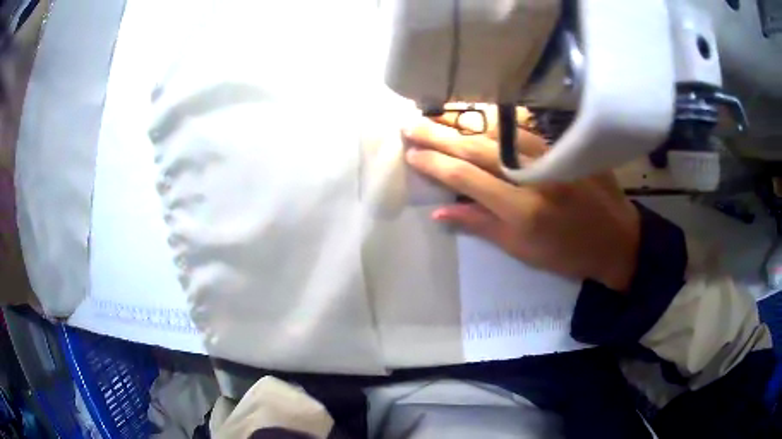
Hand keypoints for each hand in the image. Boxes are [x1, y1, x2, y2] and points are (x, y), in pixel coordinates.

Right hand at [403, 112, 640, 291]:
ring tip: (435, 115)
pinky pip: (524, 125)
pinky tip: (477, 115)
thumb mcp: (522, 249)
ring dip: (463, 122)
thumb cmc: (567, 253)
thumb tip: (440, 213)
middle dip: (439, 135)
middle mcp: (535, 174)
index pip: (466, 178)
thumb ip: (481, 225)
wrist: (616, 239)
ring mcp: (552, 153)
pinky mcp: (565, 143)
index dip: (435, 165)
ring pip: (498, 130)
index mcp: (522, 208)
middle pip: (477, 148)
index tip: (411, 154)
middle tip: (410, 125)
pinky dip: (496, 120)